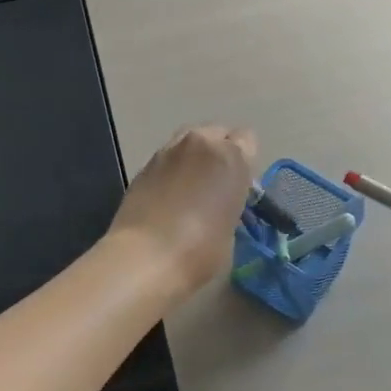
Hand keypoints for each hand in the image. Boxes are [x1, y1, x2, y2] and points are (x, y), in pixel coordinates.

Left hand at [108, 124, 258, 299]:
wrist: (145, 257)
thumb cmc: (201, 250)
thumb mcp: (231, 229)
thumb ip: (231, 203)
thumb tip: (221, 204)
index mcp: (230, 157)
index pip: (247, 140)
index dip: (245, 161)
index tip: (241, 184)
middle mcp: (199, 144)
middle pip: (216, 132)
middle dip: (219, 152)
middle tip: (217, 184)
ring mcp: (167, 152)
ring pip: (188, 141)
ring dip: (194, 158)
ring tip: (191, 188)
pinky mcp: (143, 166)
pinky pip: (167, 159)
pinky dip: (172, 171)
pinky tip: (168, 197)